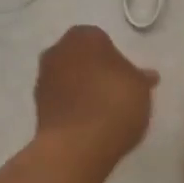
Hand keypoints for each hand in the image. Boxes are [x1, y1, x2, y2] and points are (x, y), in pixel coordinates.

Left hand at [33, 25, 158, 163]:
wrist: (76, 146)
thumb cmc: (114, 104)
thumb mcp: (140, 89)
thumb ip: (141, 78)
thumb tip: (147, 75)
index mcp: (84, 37)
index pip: (102, 40)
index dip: (115, 59)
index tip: (126, 78)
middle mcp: (58, 51)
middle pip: (81, 57)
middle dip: (94, 70)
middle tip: (115, 92)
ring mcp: (43, 78)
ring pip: (68, 78)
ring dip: (81, 89)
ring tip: (102, 112)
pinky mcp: (36, 106)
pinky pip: (60, 100)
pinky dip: (71, 107)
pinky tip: (88, 123)